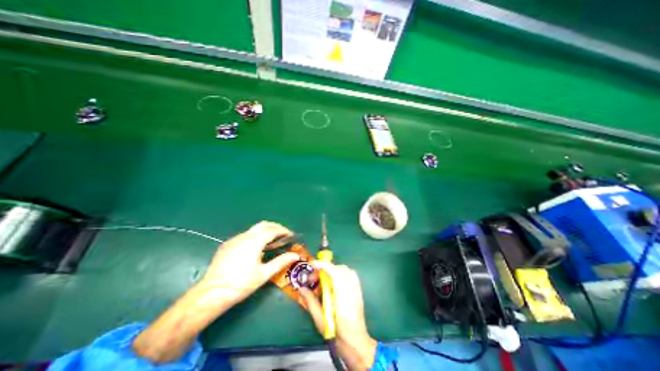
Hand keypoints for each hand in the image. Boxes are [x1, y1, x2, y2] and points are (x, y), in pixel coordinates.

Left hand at [195, 221, 298, 305]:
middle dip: (275, 227)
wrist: (211, 294)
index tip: (291, 235)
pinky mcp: (227, 245)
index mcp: (254, 241)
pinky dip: (255, 236)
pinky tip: (256, 248)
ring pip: (254, 229)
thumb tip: (296, 256)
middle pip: (263, 224)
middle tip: (283, 235)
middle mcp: (244, 236)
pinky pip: (245, 235)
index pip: (272, 230)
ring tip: (272, 242)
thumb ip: (281, 261)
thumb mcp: (264, 274)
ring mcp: (234, 239)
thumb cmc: (241, 284)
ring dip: (265, 231)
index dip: (283, 231)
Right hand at [299, 262, 376, 370]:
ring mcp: (356, 288)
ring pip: (345, 270)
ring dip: (333, 271)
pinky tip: (335, 283)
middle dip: (325, 269)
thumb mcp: (320, 319)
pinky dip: (341, 273)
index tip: (312, 264)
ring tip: (323, 281)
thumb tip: (302, 288)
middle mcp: (351, 288)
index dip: (323, 265)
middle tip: (314, 278)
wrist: (355, 342)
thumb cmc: (337, 333)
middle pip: (339, 269)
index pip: (334, 271)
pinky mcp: (358, 290)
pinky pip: (350, 274)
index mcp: (342, 294)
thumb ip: (311, 301)